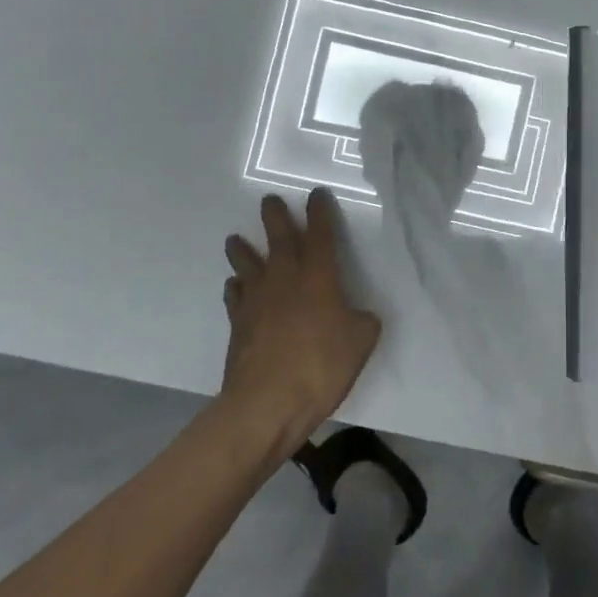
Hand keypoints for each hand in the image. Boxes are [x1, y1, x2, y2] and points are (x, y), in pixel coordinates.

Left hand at [221, 190, 381, 451]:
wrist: (267, 402)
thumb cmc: (320, 366)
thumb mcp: (360, 342)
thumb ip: (362, 322)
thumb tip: (358, 316)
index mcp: (318, 277)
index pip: (321, 235)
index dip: (320, 213)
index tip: (316, 194)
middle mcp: (285, 279)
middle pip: (279, 239)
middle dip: (276, 217)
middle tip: (269, 200)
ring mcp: (257, 301)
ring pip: (248, 265)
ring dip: (242, 250)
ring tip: (235, 239)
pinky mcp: (239, 325)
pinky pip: (235, 297)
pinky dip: (235, 288)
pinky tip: (235, 286)